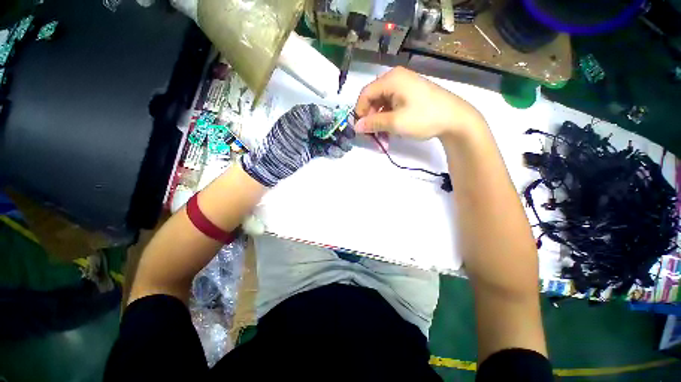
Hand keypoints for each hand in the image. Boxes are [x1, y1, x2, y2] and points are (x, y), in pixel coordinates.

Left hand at [241, 104, 353, 186]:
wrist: (273, 165)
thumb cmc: (283, 143)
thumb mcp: (295, 125)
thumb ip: (312, 115)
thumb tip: (331, 114)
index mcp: (302, 115)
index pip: (324, 113)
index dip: (337, 118)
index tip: (348, 125)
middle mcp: (308, 125)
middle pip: (328, 126)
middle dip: (340, 131)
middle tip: (350, 139)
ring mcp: (310, 139)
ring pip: (328, 138)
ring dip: (338, 142)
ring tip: (346, 148)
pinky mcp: (311, 151)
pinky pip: (325, 148)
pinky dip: (332, 150)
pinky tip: (338, 153)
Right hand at [354, 66, 485, 141]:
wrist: (455, 118)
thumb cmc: (424, 118)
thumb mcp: (395, 123)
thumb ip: (373, 123)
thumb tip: (356, 126)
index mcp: (391, 79)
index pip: (365, 94)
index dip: (360, 112)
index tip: (360, 129)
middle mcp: (396, 78)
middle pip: (374, 99)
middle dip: (371, 119)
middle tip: (372, 136)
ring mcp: (404, 86)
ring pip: (383, 105)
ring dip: (380, 122)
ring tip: (383, 138)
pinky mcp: (410, 94)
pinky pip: (392, 106)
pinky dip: (389, 119)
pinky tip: (392, 131)